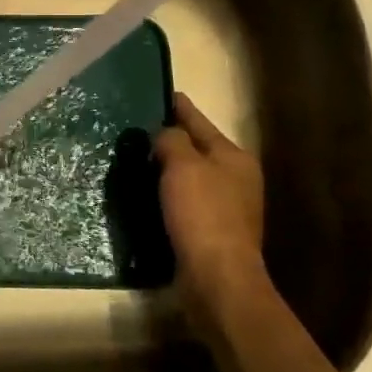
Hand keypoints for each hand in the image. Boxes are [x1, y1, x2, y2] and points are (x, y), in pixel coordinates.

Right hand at [155, 93, 268, 319]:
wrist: (217, 279)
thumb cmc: (203, 214)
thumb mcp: (183, 166)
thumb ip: (172, 140)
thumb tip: (164, 135)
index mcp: (234, 157)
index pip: (199, 121)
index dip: (178, 106)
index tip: (159, 92)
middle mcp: (236, 178)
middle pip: (196, 149)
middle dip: (170, 139)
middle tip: (137, 129)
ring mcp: (227, 207)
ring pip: (190, 176)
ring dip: (167, 169)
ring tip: (136, 160)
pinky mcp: (212, 232)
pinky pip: (185, 202)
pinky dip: (168, 195)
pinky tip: (146, 194)